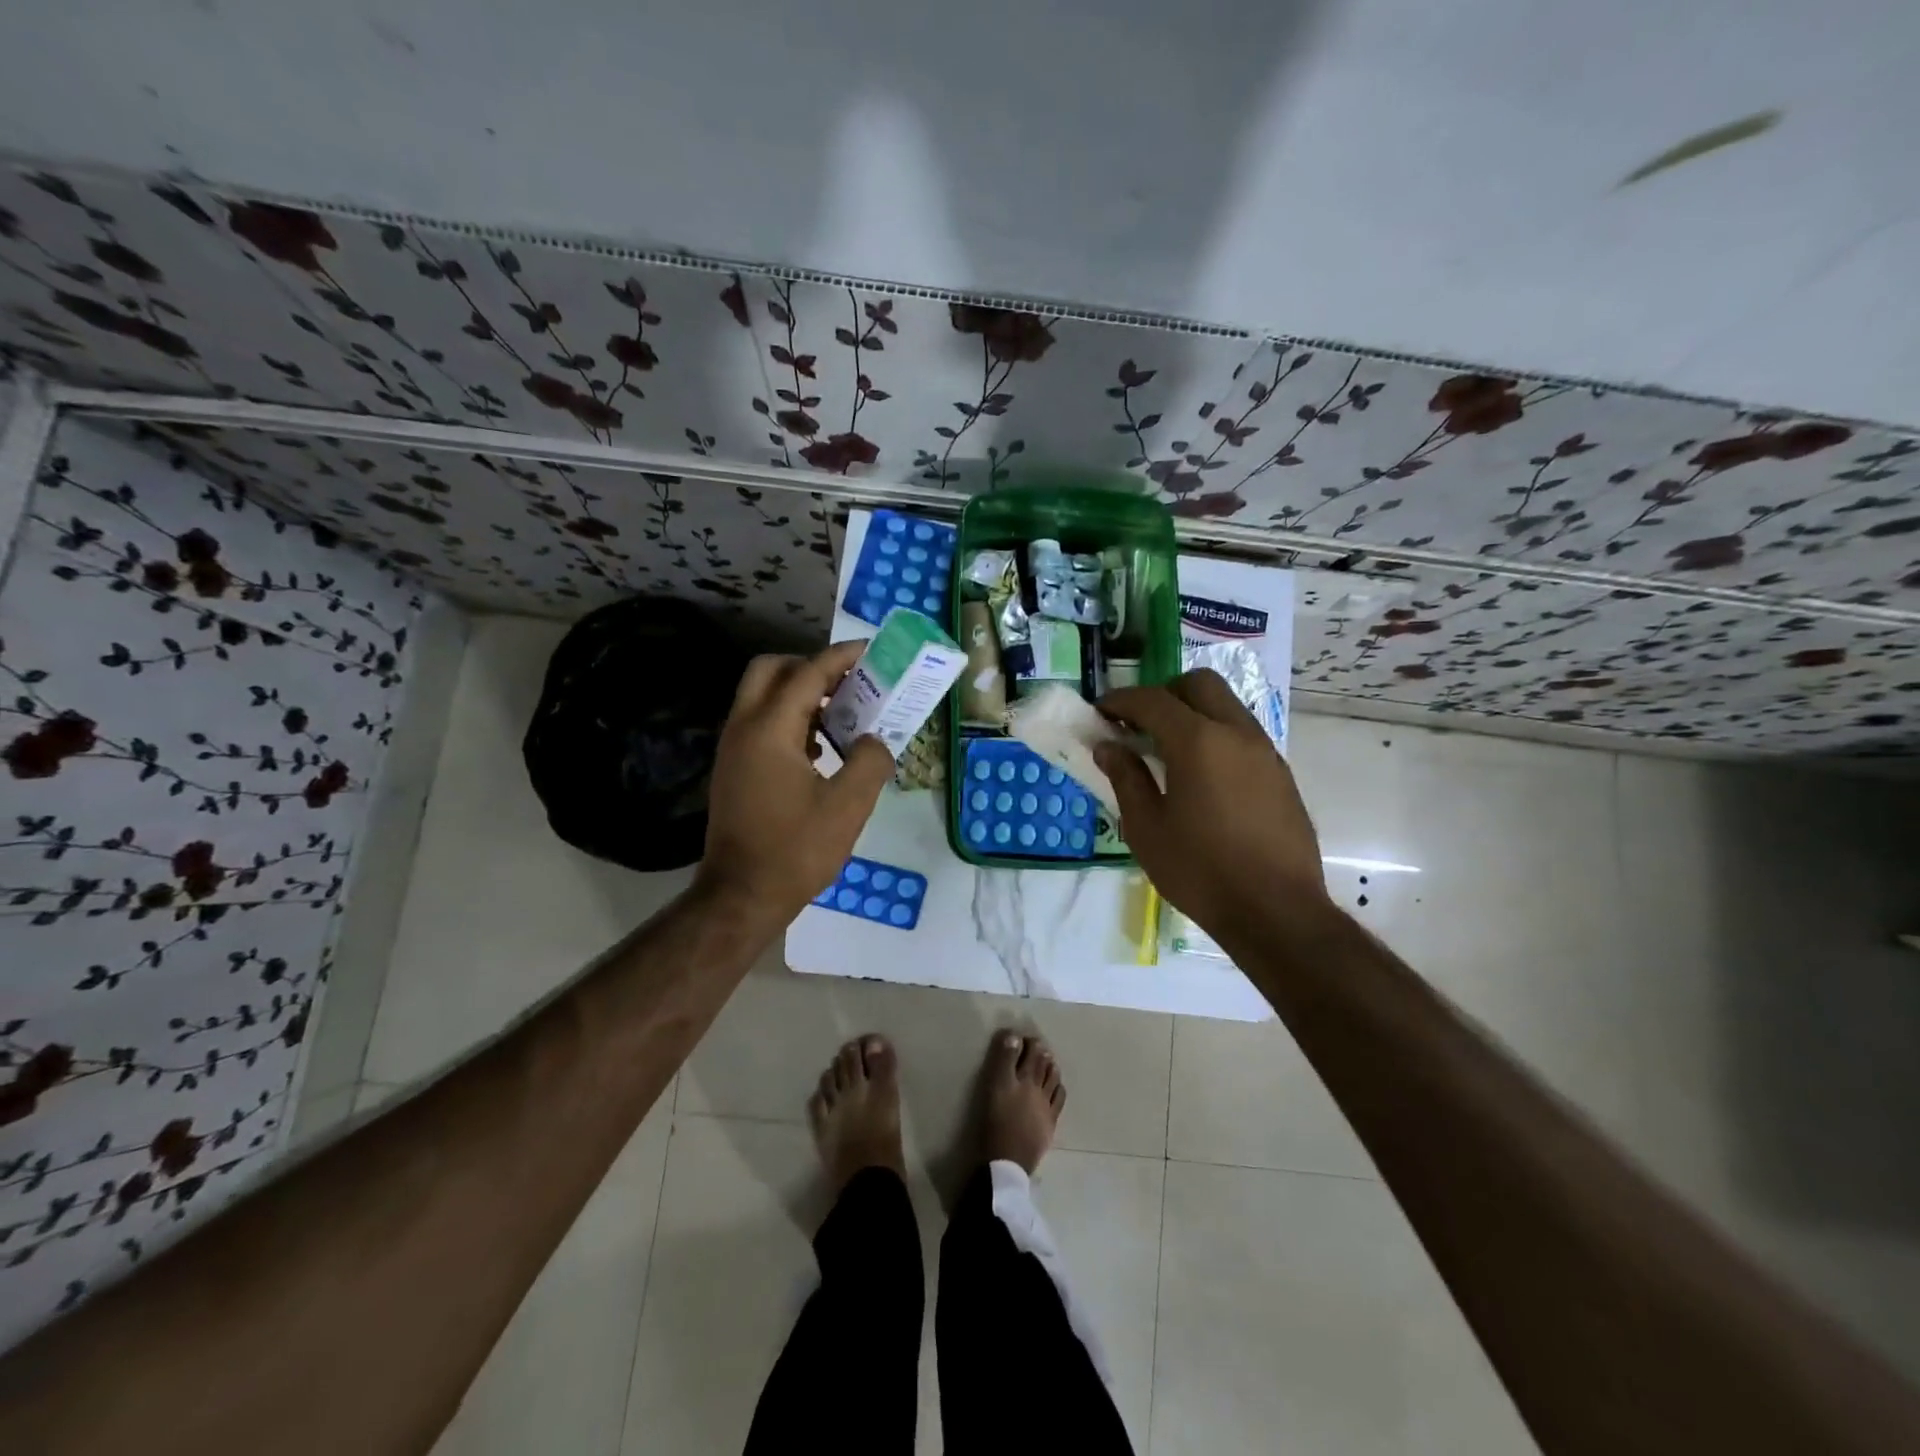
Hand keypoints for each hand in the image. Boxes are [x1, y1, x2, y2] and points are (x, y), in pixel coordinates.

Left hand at [697, 641, 893, 926]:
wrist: (741, 896)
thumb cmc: (796, 850)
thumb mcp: (848, 806)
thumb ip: (870, 761)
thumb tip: (874, 741)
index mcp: (769, 730)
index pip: (807, 673)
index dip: (841, 658)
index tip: (870, 652)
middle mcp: (743, 728)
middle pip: (771, 671)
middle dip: (810, 666)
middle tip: (847, 682)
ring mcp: (733, 749)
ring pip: (762, 697)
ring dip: (800, 694)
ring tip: (841, 715)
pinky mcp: (733, 769)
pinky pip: (760, 724)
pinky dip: (789, 720)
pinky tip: (820, 750)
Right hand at [1095, 670, 1327, 948]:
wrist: (1276, 911)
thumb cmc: (1200, 871)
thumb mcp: (1147, 829)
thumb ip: (1126, 778)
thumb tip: (1108, 746)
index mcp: (1198, 741)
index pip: (1152, 700)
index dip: (1120, 700)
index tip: (1099, 712)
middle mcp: (1236, 733)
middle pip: (1198, 684)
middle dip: (1163, 694)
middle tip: (1139, 725)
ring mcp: (1264, 751)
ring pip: (1226, 706)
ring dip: (1192, 713)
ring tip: (1167, 751)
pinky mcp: (1280, 774)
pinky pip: (1242, 734)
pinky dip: (1215, 736)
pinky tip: (1201, 776)